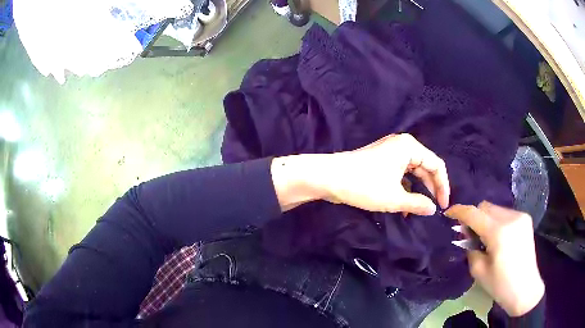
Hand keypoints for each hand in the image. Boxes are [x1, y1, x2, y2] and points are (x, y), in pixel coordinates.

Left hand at [271, 134, 449, 214]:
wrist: (329, 177)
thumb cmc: (364, 185)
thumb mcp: (394, 198)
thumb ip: (417, 203)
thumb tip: (433, 209)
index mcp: (410, 147)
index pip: (436, 165)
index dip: (443, 186)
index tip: (444, 206)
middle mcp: (402, 145)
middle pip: (425, 167)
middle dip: (431, 188)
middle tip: (435, 208)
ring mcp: (391, 152)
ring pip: (412, 172)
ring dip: (417, 190)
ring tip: (419, 209)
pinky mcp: (381, 161)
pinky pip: (401, 174)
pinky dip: (405, 188)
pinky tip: (405, 205)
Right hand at [445, 202, 544, 316]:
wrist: (526, 289)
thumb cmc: (501, 285)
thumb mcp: (479, 271)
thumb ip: (471, 248)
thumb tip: (467, 235)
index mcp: (499, 233)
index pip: (474, 213)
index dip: (459, 211)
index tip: (448, 213)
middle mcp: (511, 218)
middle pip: (485, 207)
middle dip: (474, 217)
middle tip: (468, 234)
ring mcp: (520, 216)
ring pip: (495, 209)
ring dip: (486, 219)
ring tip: (485, 238)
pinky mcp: (525, 219)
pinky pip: (505, 214)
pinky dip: (496, 222)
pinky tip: (497, 238)